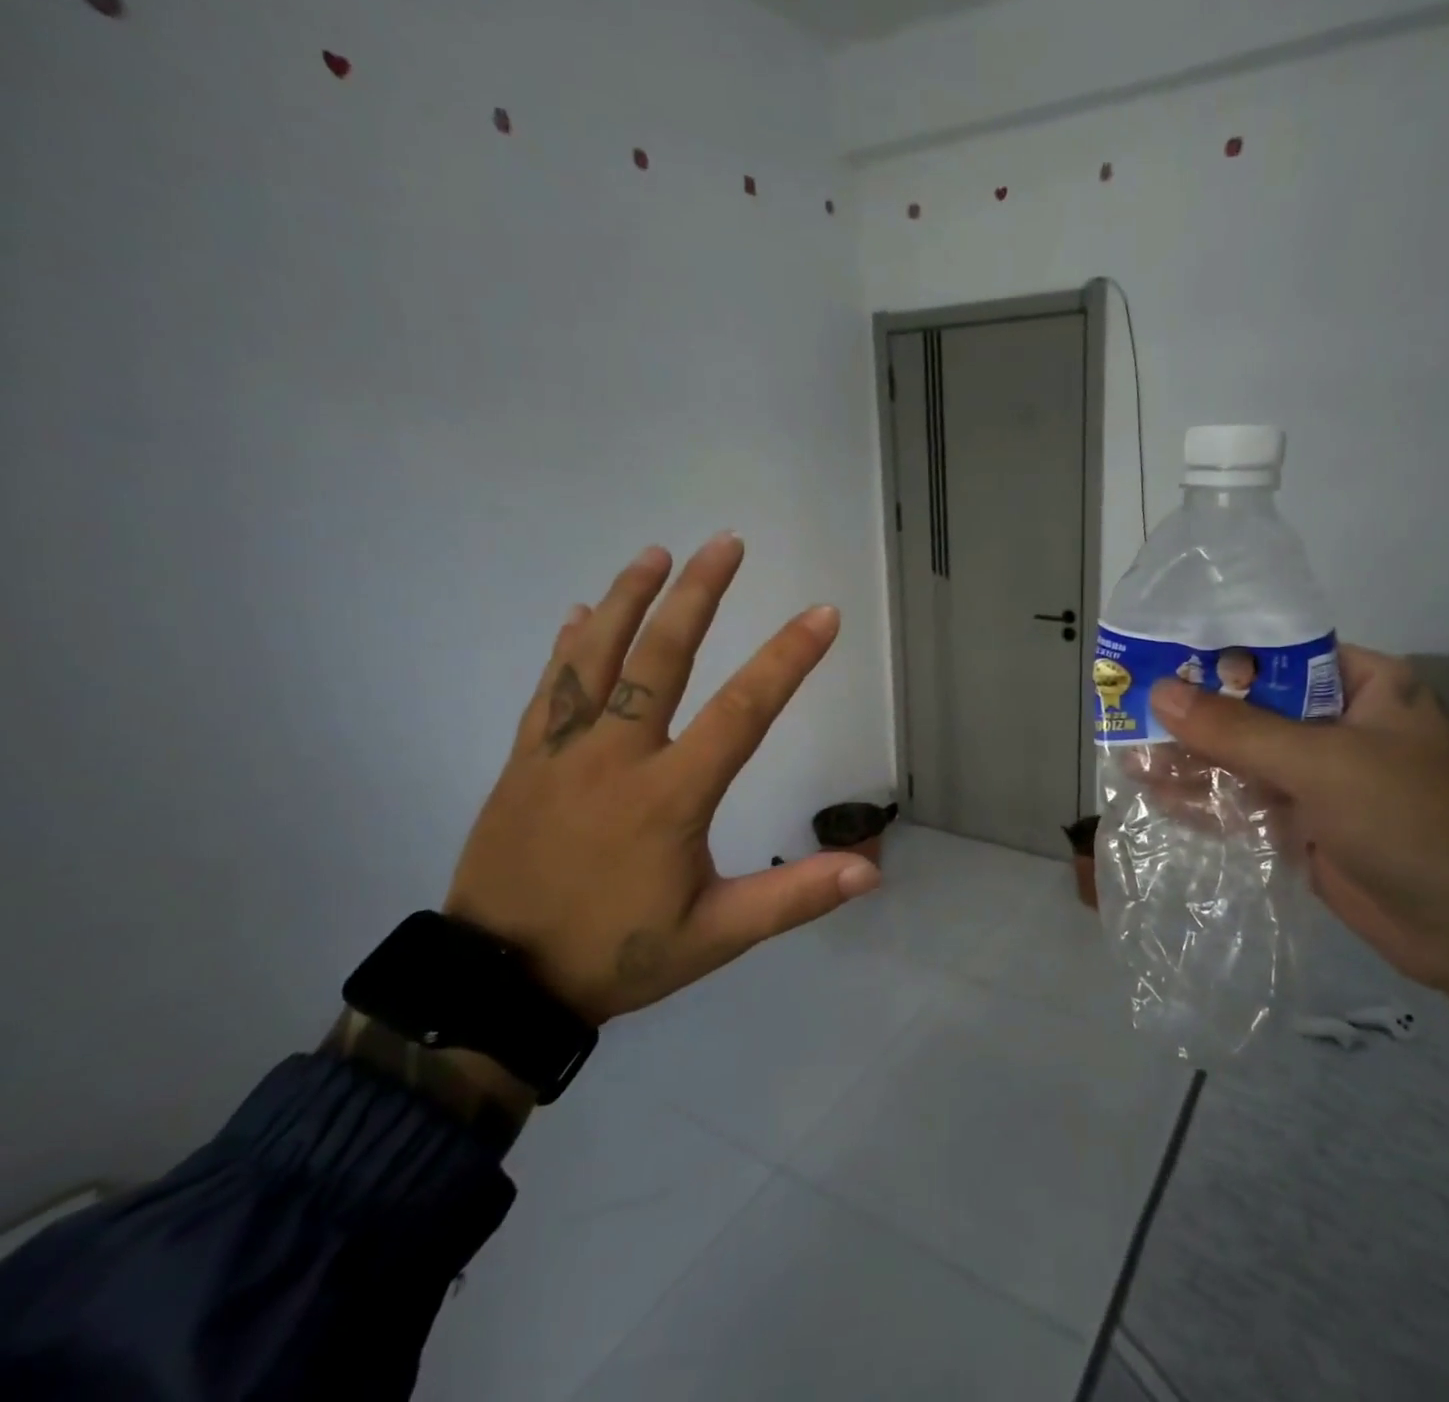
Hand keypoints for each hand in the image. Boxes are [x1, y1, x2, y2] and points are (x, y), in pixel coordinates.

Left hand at [445, 533, 880, 1025]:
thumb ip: (794, 897)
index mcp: (670, 796)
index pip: (742, 711)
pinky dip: (568, 644)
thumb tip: (871, 871)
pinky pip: (548, 688)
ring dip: (629, 599)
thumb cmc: (616, 954)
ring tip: (656, 552)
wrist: (497, 985)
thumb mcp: (716, 935)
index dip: (788, 658)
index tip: (822, 614)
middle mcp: (616, 757)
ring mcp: (561, 753)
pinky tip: (581, 610)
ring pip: (596, 658)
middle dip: (699, 595)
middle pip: (661, 658)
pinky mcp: (523, 761)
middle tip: (727, 543)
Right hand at [1149, 644, 1448, 991]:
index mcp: (1361, 686)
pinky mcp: (1306, 825)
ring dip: (1192, 761)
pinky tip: (1159, 797)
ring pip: (1243, 759)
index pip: (1275, 655)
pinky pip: (1246, 803)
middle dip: (1193, 715)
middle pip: (1252, 708)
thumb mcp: (1322, 764)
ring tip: (1131, 759)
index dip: (1214, 657)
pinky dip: (1207, 801)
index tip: (1155, 660)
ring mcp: (1321, 779)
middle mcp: (1338, 724)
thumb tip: (1159, 693)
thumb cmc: (1414, 821)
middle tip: (1128, 714)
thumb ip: (1237, 730)